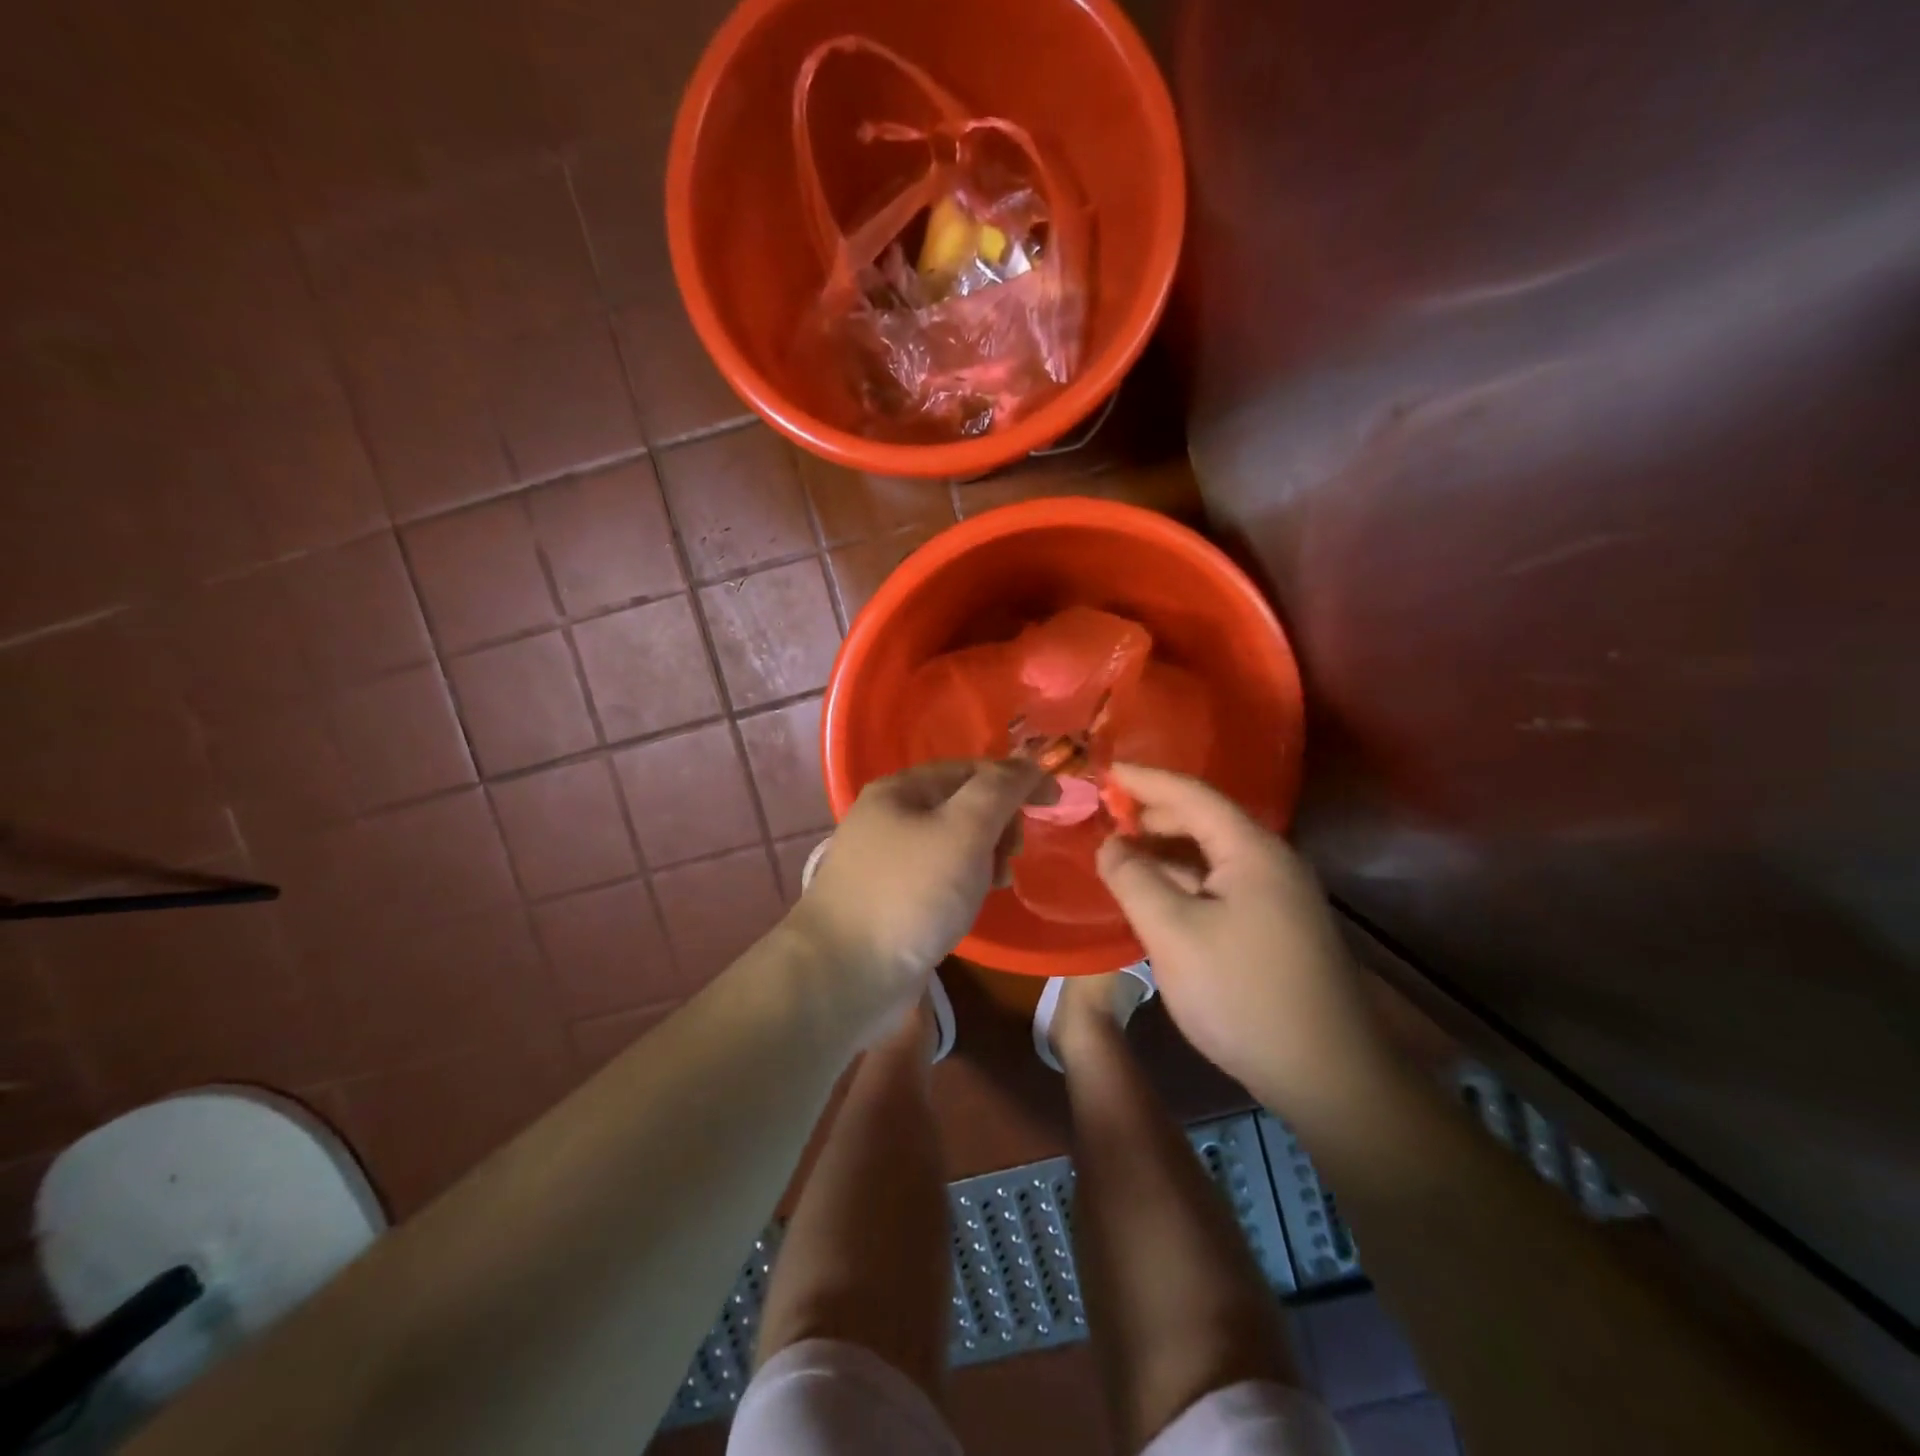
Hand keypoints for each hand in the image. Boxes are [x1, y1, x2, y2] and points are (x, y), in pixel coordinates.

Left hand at [790, 759, 1052, 1020]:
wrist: (844, 976)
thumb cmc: (910, 893)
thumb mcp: (964, 830)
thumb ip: (1000, 790)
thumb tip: (1029, 765)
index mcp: (901, 789)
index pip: (972, 769)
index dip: (1017, 780)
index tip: (1056, 803)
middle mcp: (889, 817)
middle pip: (962, 804)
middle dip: (999, 823)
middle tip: (1011, 854)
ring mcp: (886, 860)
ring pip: (954, 843)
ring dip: (985, 856)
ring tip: (995, 884)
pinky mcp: (890, 899)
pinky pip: (939, 876)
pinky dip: (964, 882)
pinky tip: (971, 904)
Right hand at [1095, 764, 1386, 1109]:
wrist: (1328, 1077)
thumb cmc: (1243, 995)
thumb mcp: (1172, 934)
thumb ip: (1134, 880)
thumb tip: (1111, 844)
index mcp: (1252, 851)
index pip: (1193, 794)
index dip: (1146, 779)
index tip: (1105, 770)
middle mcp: (1272, 863)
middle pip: (1206, 821)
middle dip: (1154, 814)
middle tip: (1106, 815)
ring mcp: (1280, 898)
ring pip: (1213, 857)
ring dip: (1168, 850)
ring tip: (1122, 853)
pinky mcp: (1278, 929)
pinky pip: (1222, 885)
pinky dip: (1185, 880)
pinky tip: (1158, 896)